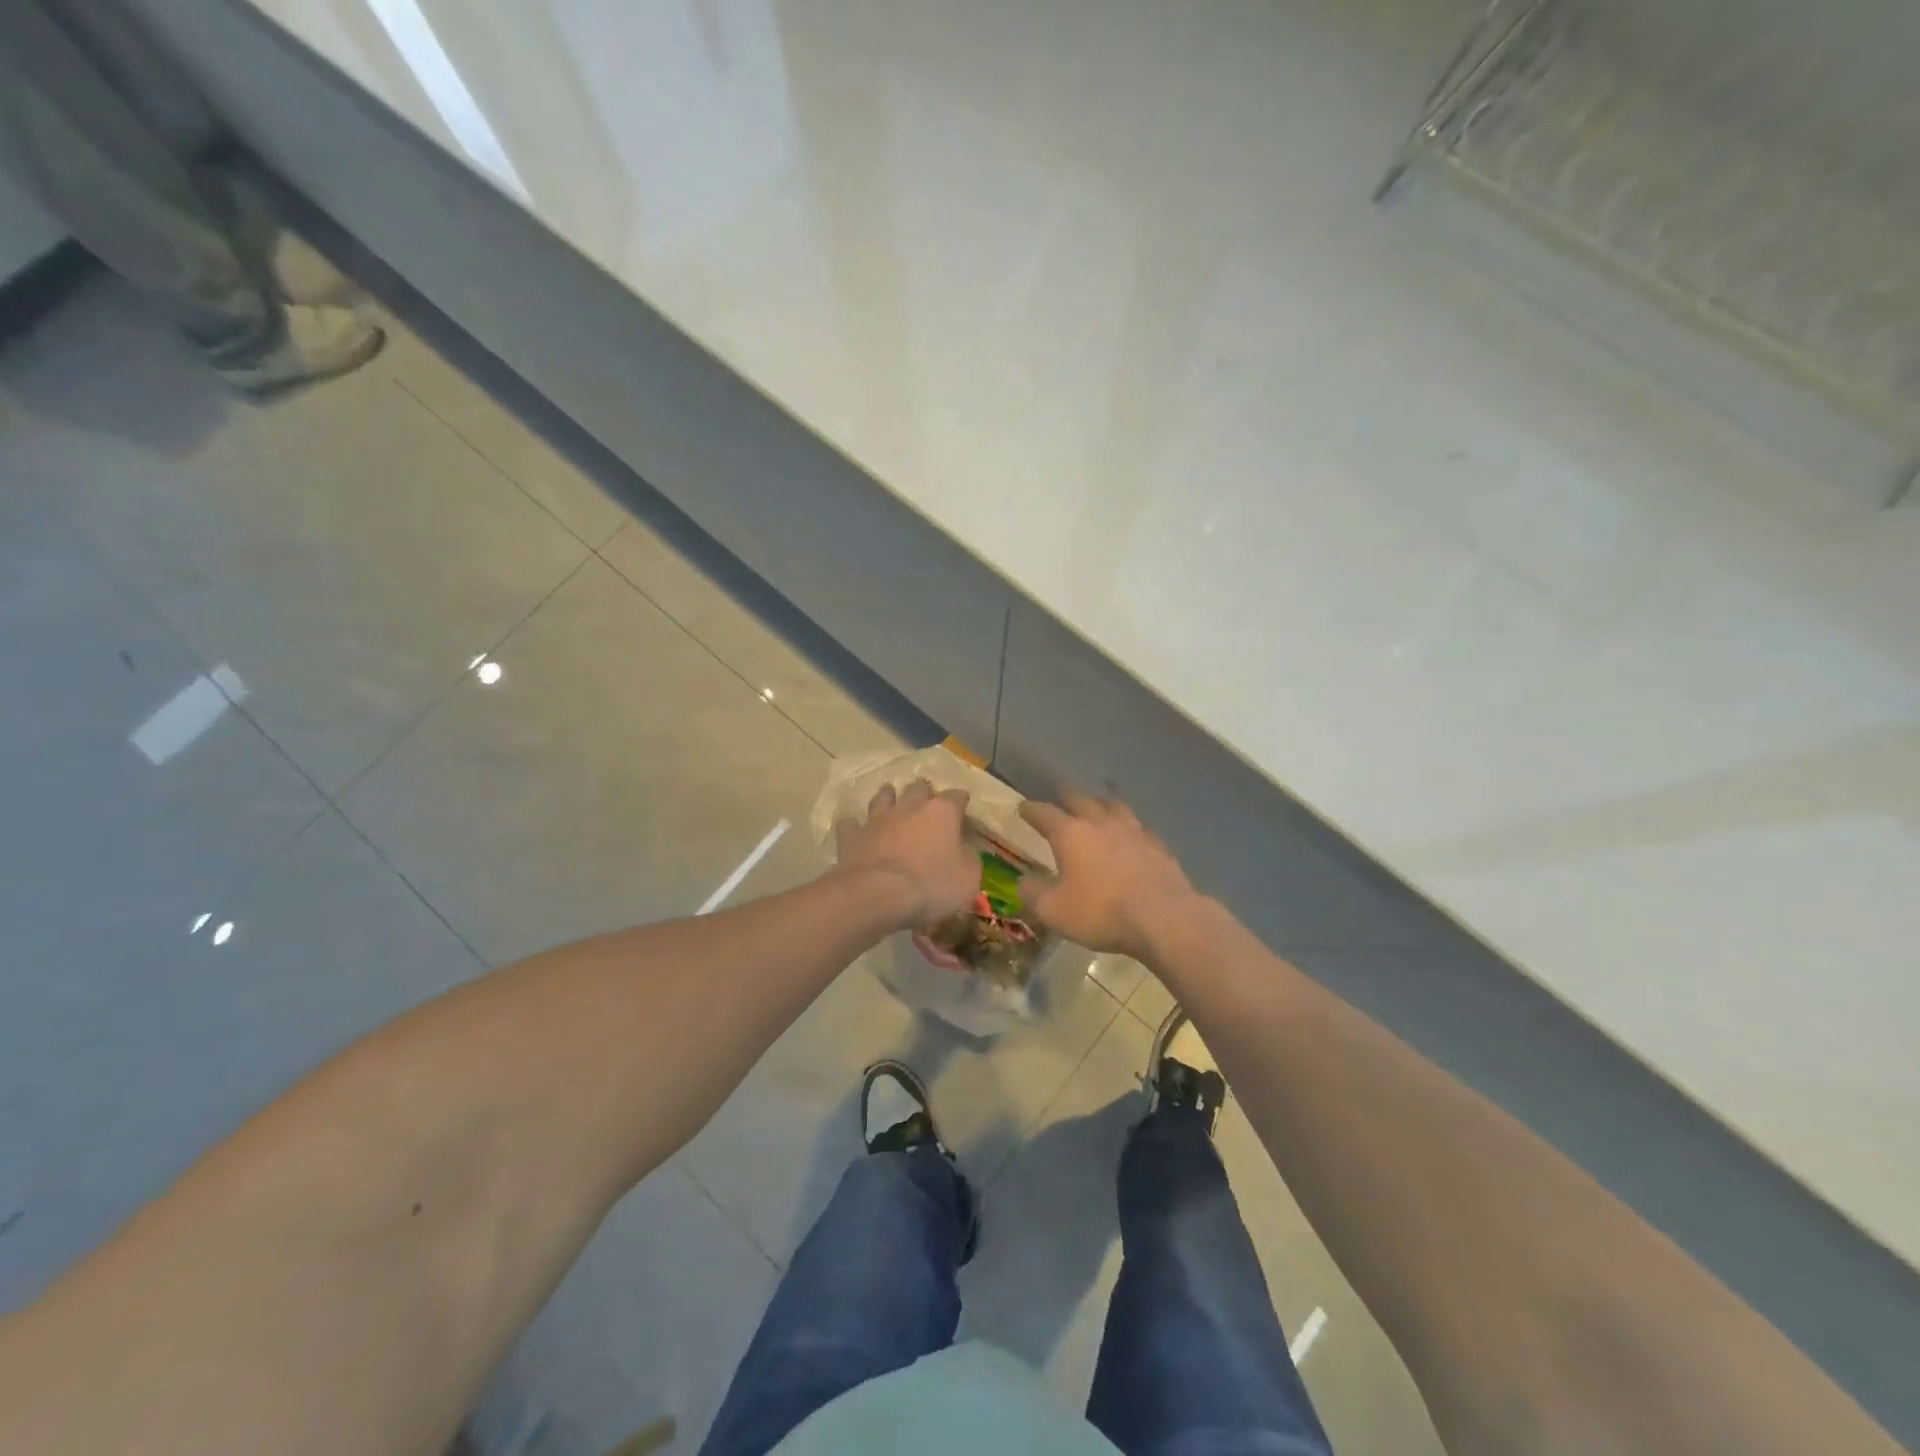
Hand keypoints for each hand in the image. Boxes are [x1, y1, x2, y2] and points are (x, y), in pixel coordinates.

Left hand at [835, 780, 977, 929]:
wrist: (877, 895)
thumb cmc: (930, 885)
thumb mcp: (968, 878)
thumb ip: (968, 858)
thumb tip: (963, 851)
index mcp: (941, 812)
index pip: (956, 796)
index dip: (961, 802)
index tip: (963, 808)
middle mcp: (909, 807)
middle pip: (918, 788)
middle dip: (924, 793)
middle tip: (927, 804)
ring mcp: (877, 819)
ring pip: (883, 797)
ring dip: (888, 798)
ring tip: (891, 801)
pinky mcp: (852, 837)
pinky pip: (851, 824)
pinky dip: (854, 826)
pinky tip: (856, 830)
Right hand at [1018, 793, 1198, 958]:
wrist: (1162, 918)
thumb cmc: (1100, 912)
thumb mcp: (1053, 910)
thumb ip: (1033, 893)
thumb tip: (1024, 881)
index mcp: (1070, 833)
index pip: (1044, 813)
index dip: (1031, 810)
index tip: (1023, 807)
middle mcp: (1101, 823)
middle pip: (1082, 801)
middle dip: (1067, 799)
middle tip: (1061, 800)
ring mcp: (1134, 831)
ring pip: (1114, 807)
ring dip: (1102, 805)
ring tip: (1098, 808)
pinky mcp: (1158, 846)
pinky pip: (1139, 827)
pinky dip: (1129, 827)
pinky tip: (1132, 835)